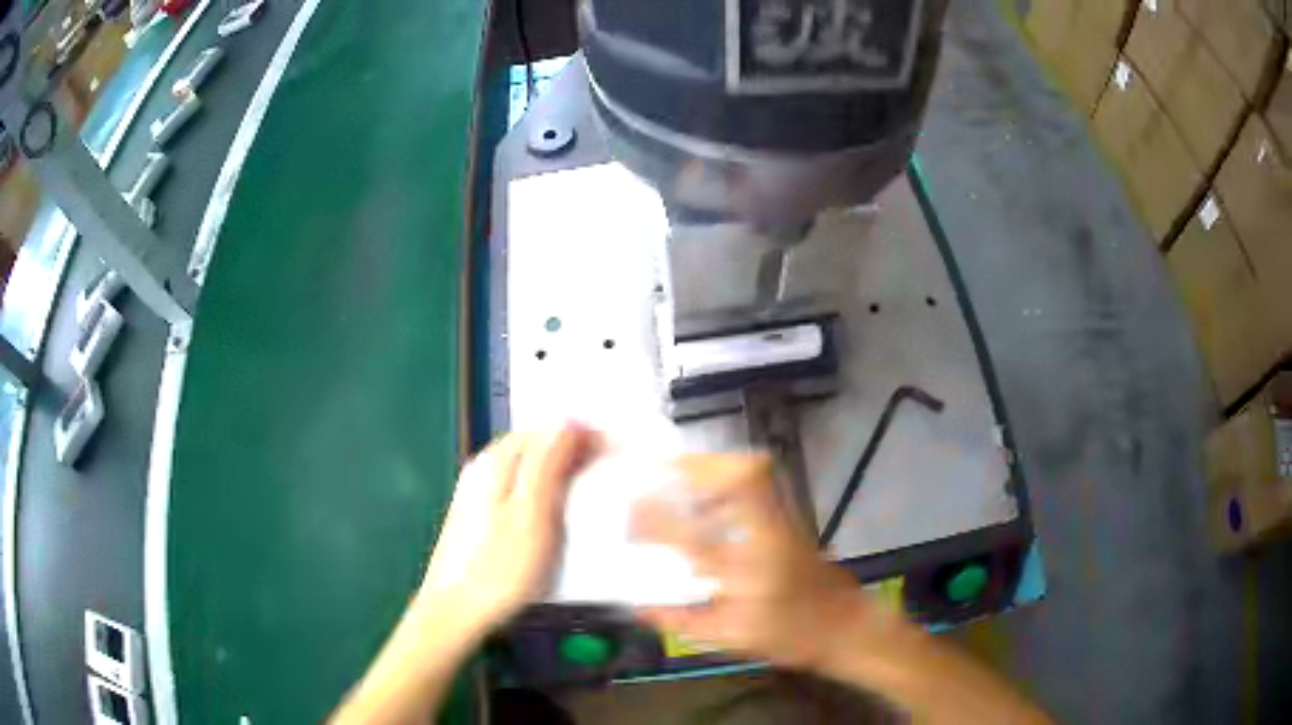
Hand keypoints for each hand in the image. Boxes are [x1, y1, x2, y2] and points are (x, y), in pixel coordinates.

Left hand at [416, 425, 595, 640]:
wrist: (455, 611)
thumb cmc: (500, 566)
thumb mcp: (532, 513)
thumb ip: (548, 463)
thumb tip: (568, 419)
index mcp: (496, 461)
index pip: (544, 428)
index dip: (580, 435)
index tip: (613, 451)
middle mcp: (482, 466)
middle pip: (533, 445)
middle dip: (570, 450)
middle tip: (607, 471)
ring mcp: (476, 491)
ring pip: (525, 467)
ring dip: (557, 471)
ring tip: (589, 490)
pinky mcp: (476, 514)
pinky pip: (516, 488)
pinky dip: (541, 491)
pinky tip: (555, 512)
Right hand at [633, 454, 888, 669]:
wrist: (844, 625)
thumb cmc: (789, 638)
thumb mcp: (731, 639)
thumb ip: (682, 621)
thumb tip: (638, 605)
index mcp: (749, 576)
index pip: (696, 540)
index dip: (659, 522)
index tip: (631, 513)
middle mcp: (770, 539)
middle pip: (740, 484)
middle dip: (695, 467)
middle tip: (657, 468)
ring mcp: (787, 521)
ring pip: (754, 473)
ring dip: (712, 465)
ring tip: (677, 470)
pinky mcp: (794, 515)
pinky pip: (761, 479)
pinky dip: (730, 472)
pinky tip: (708, 486)